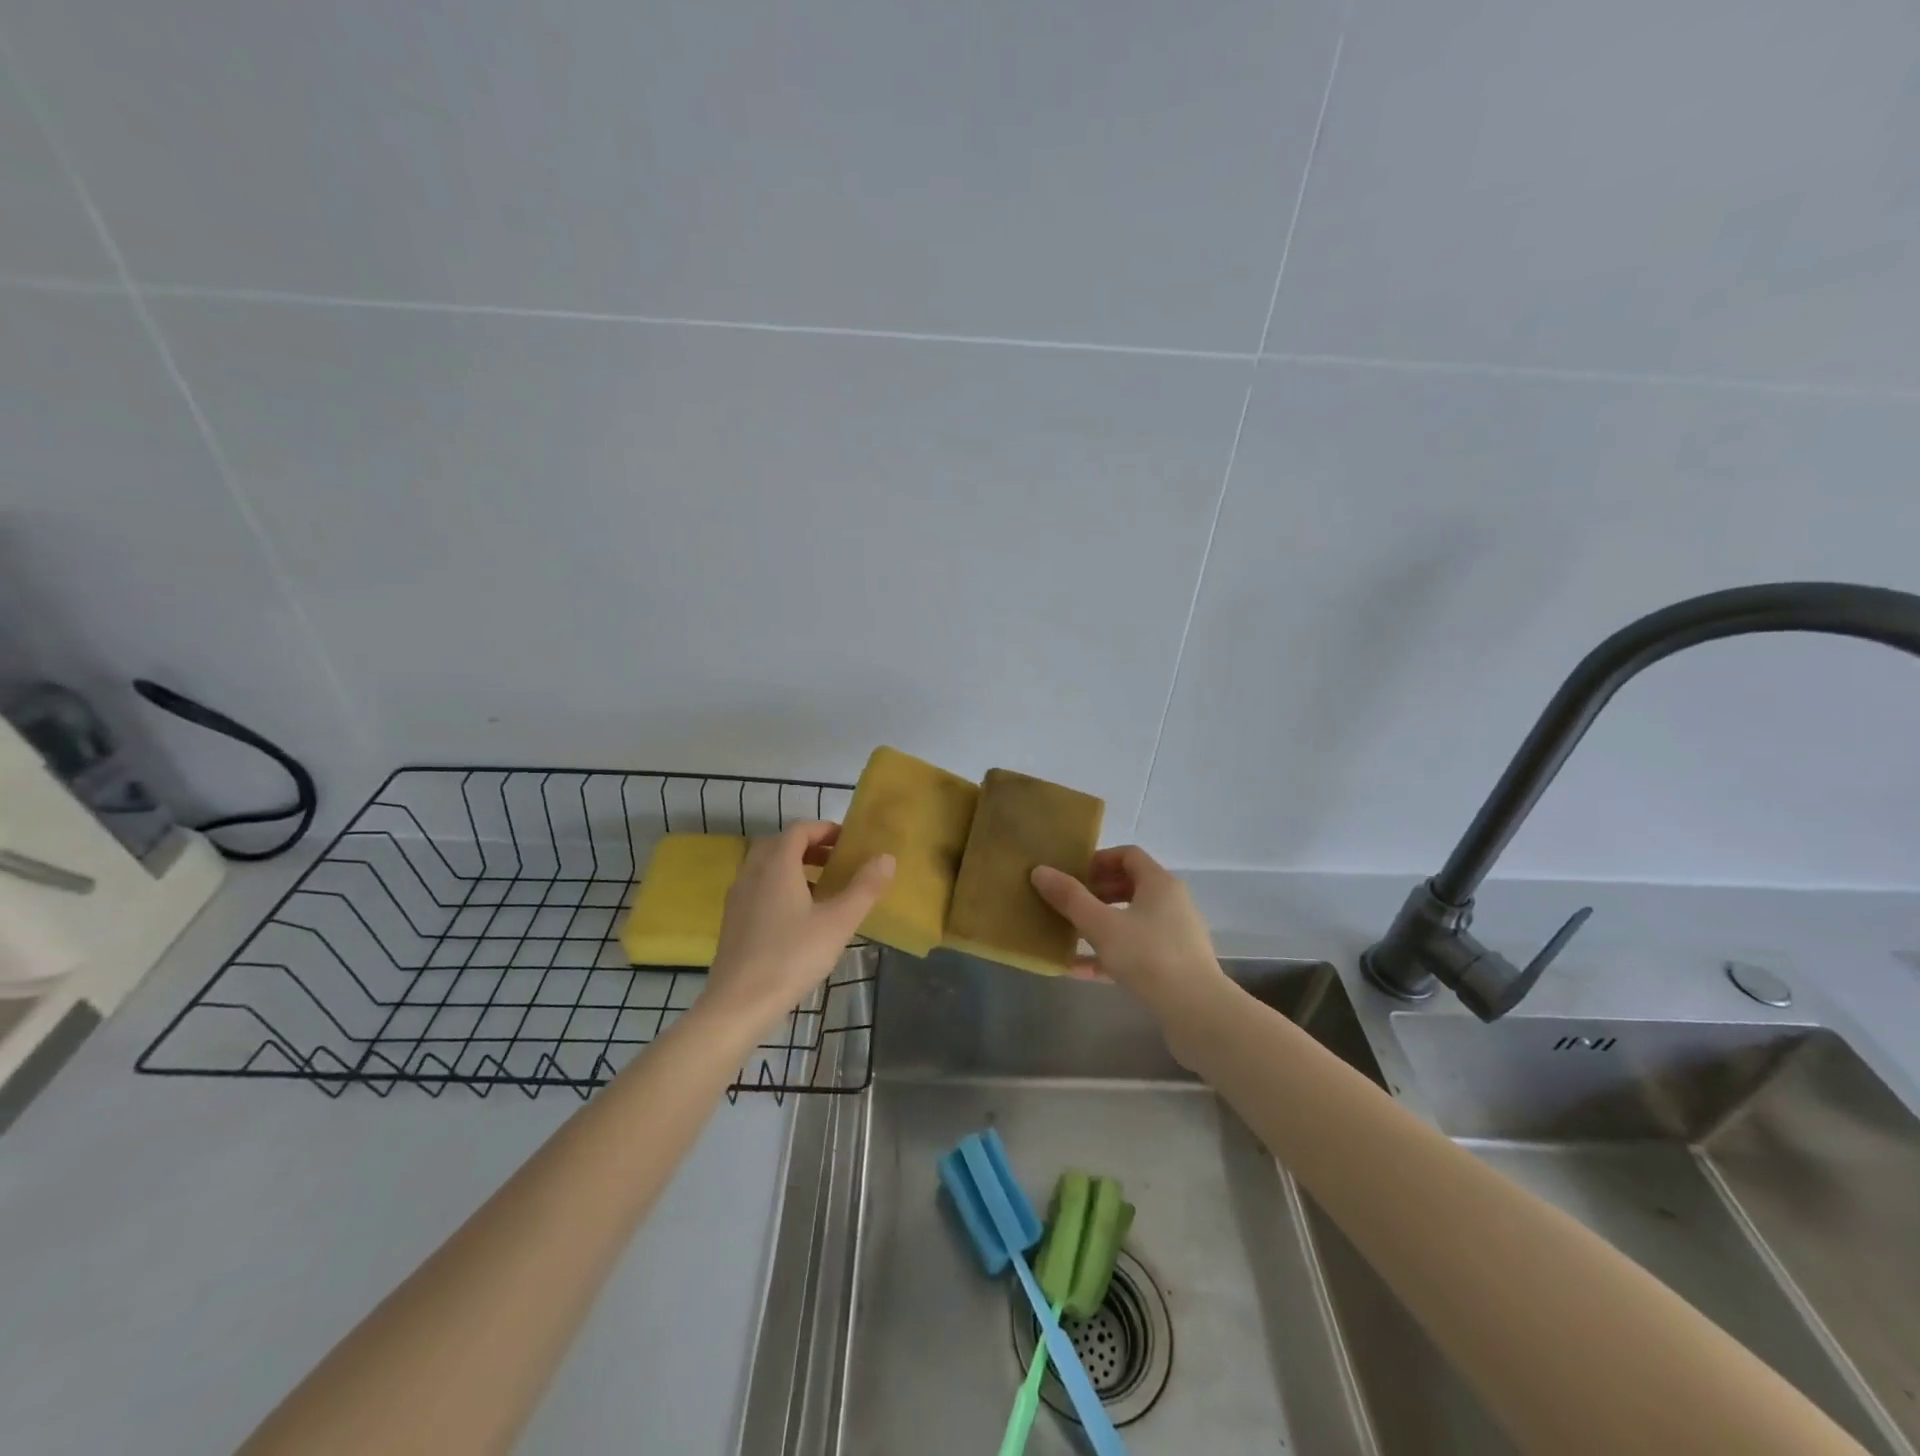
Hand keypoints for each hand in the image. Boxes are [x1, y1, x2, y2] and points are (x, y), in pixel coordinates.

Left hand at [702, 823, 893, 1031]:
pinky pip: (758, 888)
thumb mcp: (838, 923)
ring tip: (822, 890)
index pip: (799, 830)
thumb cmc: (792, 957)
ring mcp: (738, 897)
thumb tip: (887, 858)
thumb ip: (864, 888)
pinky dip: (779, 888)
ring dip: (794, 867)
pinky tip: (798, 918)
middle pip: (780, 844)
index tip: (848, 842)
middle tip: (837, 863)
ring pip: (766, 867)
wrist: (738, 1004)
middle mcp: (752, 873)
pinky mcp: (732, 921)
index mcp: (777, 866)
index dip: (824, 829)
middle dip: (810, 847)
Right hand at [1031, 846, 1227, 1029]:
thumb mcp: (1101, 925)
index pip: (1128, 855)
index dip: (1098, 860)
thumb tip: (1040, 871)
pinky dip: (1108, 954)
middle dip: (1095, 892)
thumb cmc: (1149, 957)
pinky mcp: (1173, 965)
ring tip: (1068, 932)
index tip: (1072, 874)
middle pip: (1130, 886)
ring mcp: (1174, 936)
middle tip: (1066, 902)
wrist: (1198, 1013)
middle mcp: (1172, 903)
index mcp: (1160, 883)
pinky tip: (1077, 969)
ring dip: (1100, 923)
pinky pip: (1135, 950)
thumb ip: (1070, 898)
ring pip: (1131, 920)